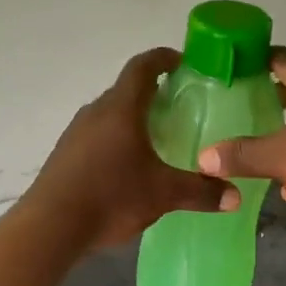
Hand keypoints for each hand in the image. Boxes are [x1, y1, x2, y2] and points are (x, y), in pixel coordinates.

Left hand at [27, 48, 239, 249]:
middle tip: (178, 107)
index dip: (163, 58)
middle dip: (152, 93)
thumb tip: (235, 196)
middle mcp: (95, 112)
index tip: (182, 61)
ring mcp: (75, 133)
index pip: (142, 67)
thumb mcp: (163, 194)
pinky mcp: (64, 155)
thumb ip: (201, 192)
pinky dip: (115, 140)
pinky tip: (127, 166)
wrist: (50, 226)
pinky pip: (96, 136)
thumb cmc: (111, 196)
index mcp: (121, 108)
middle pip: (125, 90)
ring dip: (131, 118)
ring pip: (109, 114)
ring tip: (156, 138)